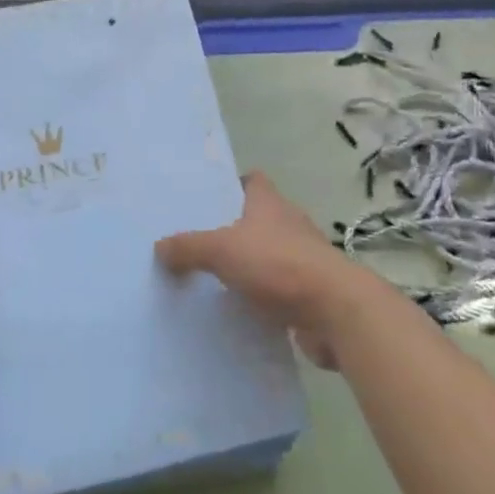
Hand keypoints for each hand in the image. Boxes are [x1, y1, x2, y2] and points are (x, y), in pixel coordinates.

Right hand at [156, 171, 366, 368]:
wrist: (335, 311)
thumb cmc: (278, 264)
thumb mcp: (223, 250)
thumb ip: (189, 247)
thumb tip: (159, 246)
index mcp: (270, 203)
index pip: (253, 181)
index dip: (232, 185)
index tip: (207, 199)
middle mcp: (289, 224)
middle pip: (258, 218)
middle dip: (233, 229)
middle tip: (198, 242)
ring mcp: (302, 259)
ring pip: (268, 255)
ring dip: (248, 265)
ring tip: (212, 279)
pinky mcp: (309, 293)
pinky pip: (278, 290)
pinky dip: (261, 298)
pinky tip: (237, 312)